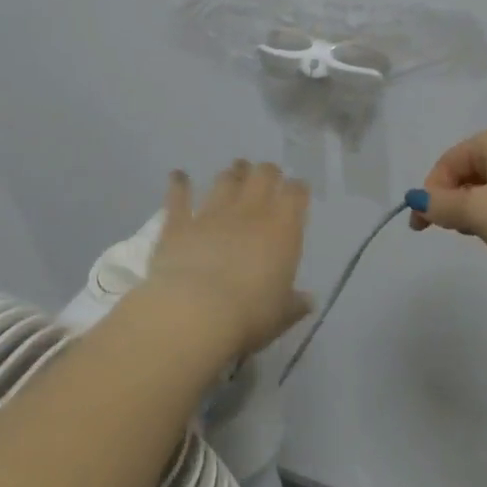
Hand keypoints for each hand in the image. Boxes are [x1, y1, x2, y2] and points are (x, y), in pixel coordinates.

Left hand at [143, 160, 311, 360]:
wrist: (194, 312)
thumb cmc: (249, 315)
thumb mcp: (281, 315)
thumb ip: (295, 304)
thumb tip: (308, 301)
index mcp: (282, 228)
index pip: (296, 194)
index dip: (298, 189)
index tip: (299, 190)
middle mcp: (250, 212)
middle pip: (263, 175)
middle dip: (267, 172)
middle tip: (267, 176)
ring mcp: (212, 213)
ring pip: (226, 180)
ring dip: (232, 173)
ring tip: (235, 170)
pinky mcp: (179, 223)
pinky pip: (179, 197)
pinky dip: (179, 184)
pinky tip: (178, 175)